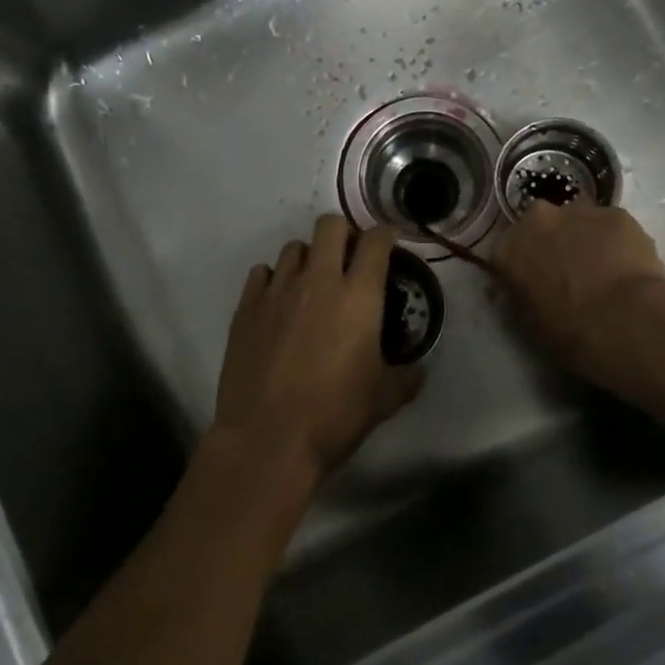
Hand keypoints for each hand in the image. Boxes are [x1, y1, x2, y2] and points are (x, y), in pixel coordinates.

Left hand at [212, 215, 422, 492]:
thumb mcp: (384, 399)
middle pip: (330, 225)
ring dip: (309, 258)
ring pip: (293, 247)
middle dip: (344, 234)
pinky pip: (261, 273)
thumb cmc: (334, 415)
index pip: (376, 241)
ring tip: (312, 283)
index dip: (386, 235)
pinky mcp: (245, 308)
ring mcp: (277, 291)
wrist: (268, 439)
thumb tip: (419, 369)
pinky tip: (279, 303)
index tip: (390, 243)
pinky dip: (274, 280)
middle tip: (349, 259)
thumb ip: (407, 377)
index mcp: (359, 296)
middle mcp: (318, 281)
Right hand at [492, 200, 664, 379]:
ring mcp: (578, 212)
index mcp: (507, 250)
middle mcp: (537, 220)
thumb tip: (534, 287)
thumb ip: (525, 292)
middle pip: (542, 224)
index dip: (524, 266)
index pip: (507, 252)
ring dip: (586, 237)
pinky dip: (617, 241)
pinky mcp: (617, 213)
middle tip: (570, 271)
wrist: (622, 321)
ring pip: (579, 220)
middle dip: (553, 241)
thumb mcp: (529, 320)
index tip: (537, 282)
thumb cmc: (568, 332)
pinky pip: (612, 226)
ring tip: (605, 270)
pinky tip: (629, 268)